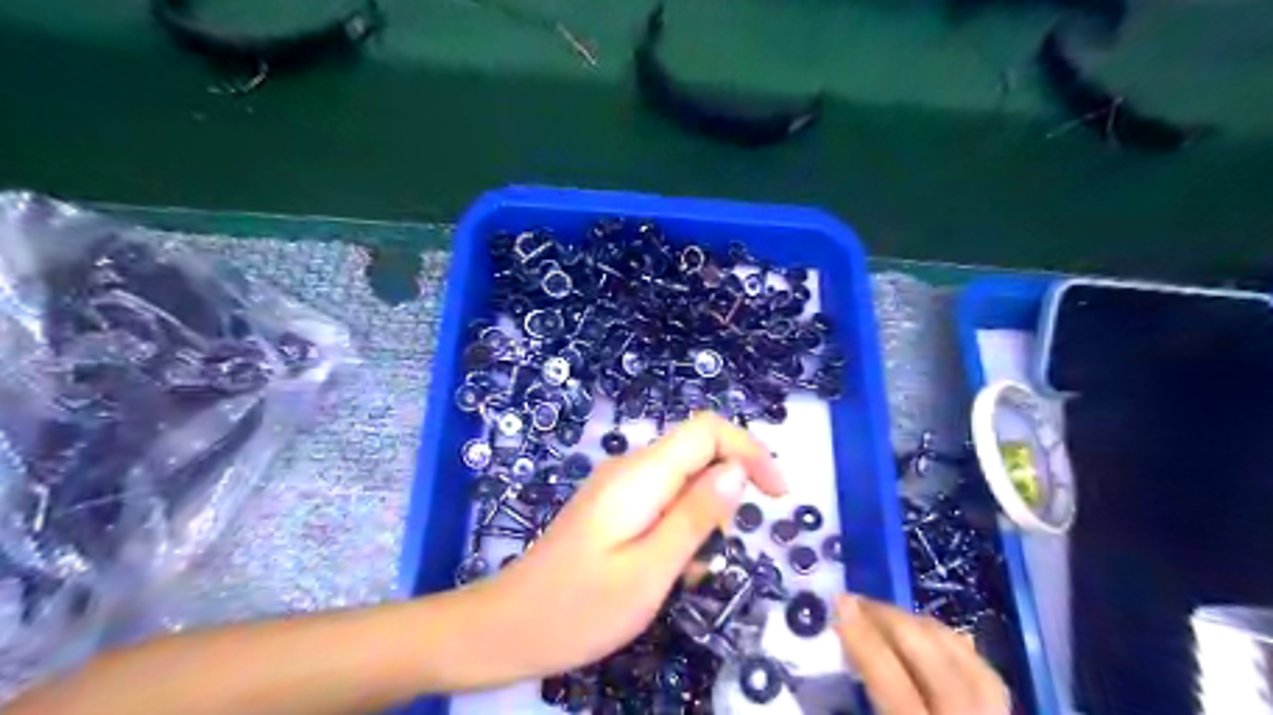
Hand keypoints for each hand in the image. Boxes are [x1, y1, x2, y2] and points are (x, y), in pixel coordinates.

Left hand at [471, 411, 780, 678]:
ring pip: (683, 479)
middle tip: (725, 548)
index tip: (777, 496)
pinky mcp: (613, 506)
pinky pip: (663, 501)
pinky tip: (667, 569)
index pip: (707, 429)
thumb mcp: (650, 571)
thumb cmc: (579, 608)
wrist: (507, 627)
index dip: (750, 450)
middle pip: (697, 450)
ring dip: (704, 517)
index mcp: (640, 476)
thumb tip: (738, 470)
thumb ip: (696, 516)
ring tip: (689, 570)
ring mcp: (619, 486)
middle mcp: (630, 468)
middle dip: (728, 490)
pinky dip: (681, 528)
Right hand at [837, 598, 1016, 714]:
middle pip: (931, 655)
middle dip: (889, 618)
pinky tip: (932, 639)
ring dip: (921, 626)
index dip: (862, 637)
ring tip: (888, 616)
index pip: (892, 679)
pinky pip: (986, 675)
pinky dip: (955, 647)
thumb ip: (864, 701)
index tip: (839, 604)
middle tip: (856, 602)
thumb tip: (843, 650)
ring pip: (965, 657)